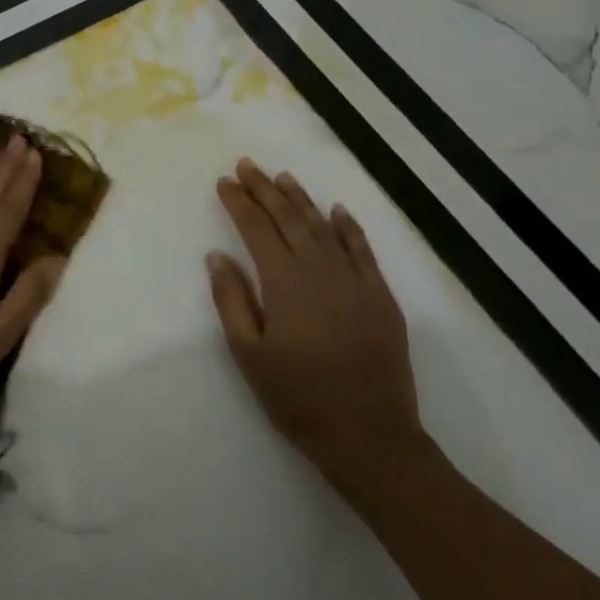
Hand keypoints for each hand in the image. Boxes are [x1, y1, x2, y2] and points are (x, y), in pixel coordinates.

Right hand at [207, 158, 427, 506]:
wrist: (368, 434)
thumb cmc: (297, 397)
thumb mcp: (248, 354)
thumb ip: (231, 300)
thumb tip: (218, 256)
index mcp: (285, 283)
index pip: (257, 230)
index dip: (240, 203)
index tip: (224, 182)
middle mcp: (322, 271)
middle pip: (290, 219)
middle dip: (266, 190)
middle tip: (247, 165)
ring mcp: (357, 281)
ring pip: (325, 228)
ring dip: (302, 200)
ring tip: (283, 177)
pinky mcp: (381, 297)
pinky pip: (363, 250)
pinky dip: (348, 227)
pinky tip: (337, 210)